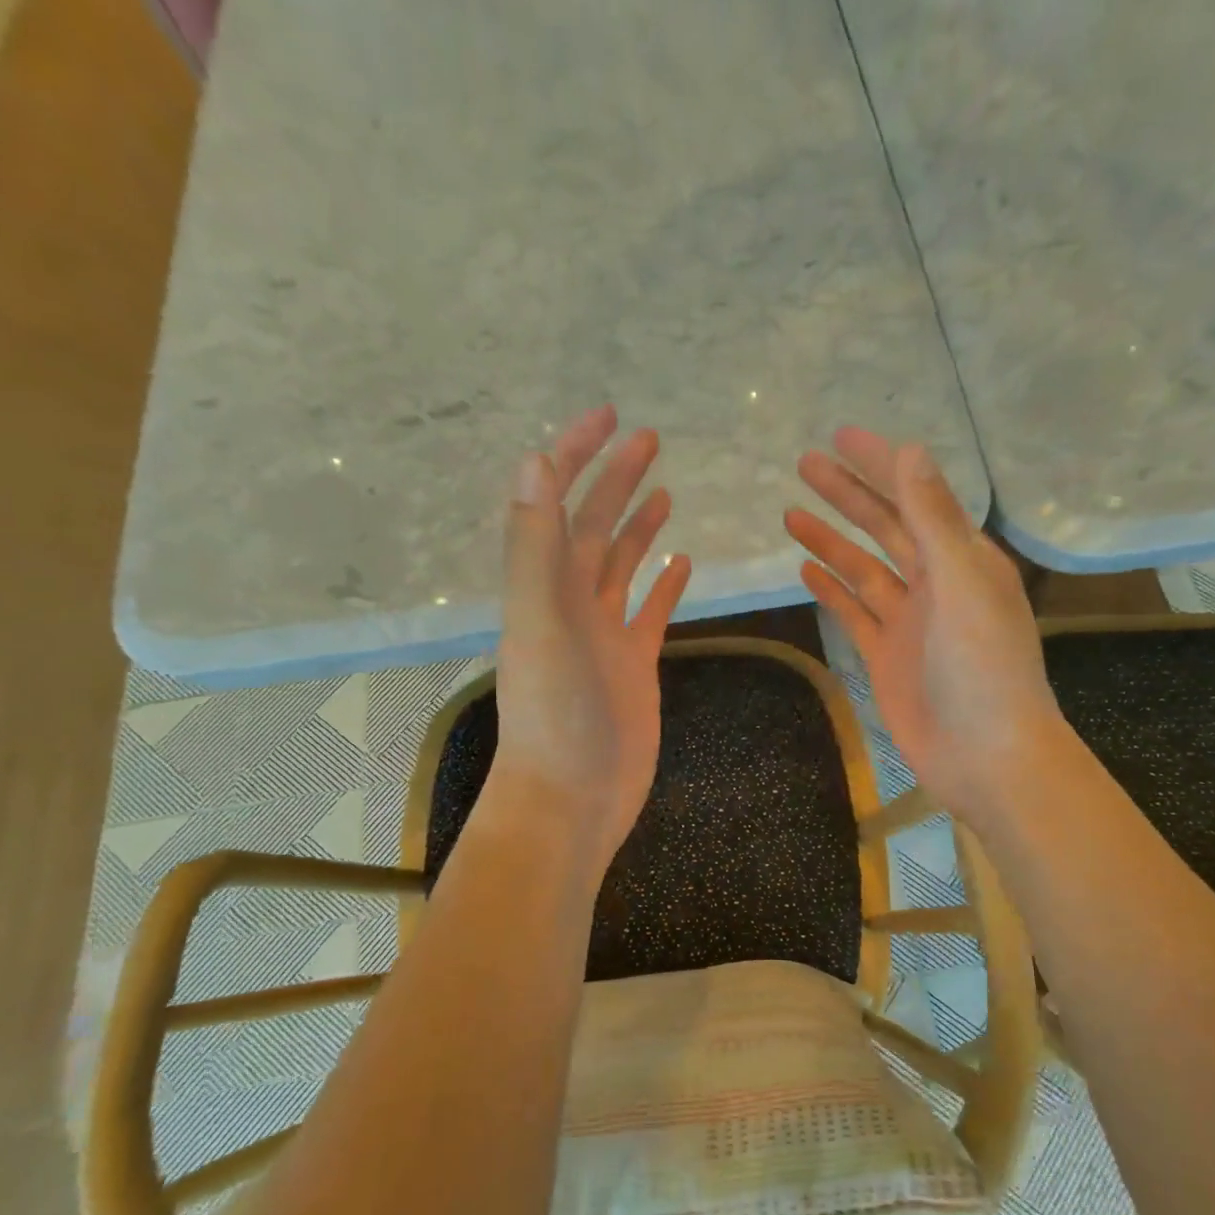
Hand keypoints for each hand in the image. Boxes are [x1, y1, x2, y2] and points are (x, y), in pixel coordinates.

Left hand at [495, 407, 691, 876]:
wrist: (573, 797)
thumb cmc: (555, 716)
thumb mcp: (538, 624)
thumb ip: (534, 546)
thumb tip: (533, 460)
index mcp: (544, 586)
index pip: (558, 503)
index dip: (578, 456)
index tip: (611, 417)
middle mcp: (570, 602)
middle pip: (594, 527)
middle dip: (616, 480)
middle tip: (649, 439)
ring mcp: (604, 634)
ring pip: (622, 566)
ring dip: (638, 526)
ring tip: (664, 492)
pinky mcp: (634, 664)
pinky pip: (650, 612)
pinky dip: (663, 585)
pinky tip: (681, 564)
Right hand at [785, 427, 1063, 825]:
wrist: (987, 757)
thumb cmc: (984, 669)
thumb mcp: (962, 585)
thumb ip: (934, 520)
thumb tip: (910, 451)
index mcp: (964, 560)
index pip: (916, 497)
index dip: (880, 465)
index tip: (841, 437)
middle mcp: (936, 584)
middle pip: (885, 527)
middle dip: (848, 494)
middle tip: (804, 464)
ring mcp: (909, 622)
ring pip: (864, 569)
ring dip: (831, 540)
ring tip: (791, 512)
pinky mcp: (887, 657)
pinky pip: (854, 613)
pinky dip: (832, 590)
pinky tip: (806, 570)